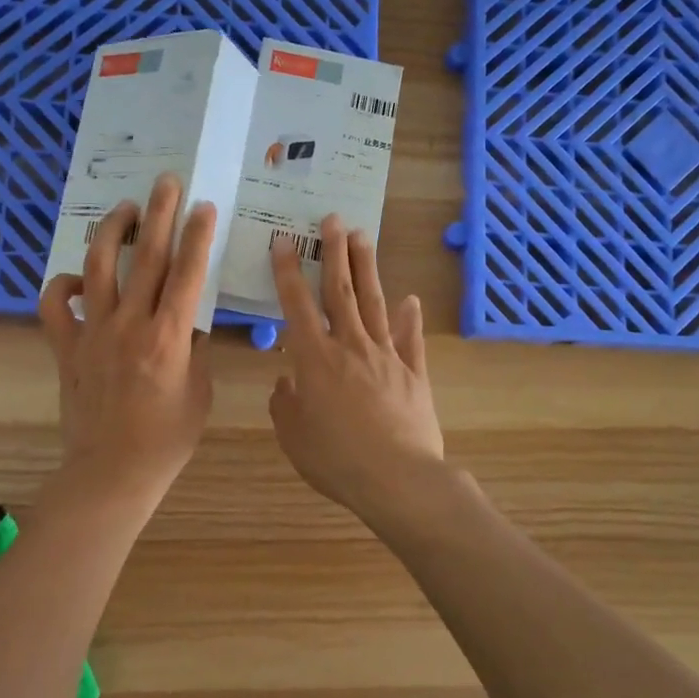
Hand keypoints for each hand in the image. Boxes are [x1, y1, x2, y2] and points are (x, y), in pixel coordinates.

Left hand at [38, 175, 214, 505]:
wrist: (112, 472)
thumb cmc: (166, 439)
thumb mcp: (199, 393)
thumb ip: (194, 350)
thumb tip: (189, 321)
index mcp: (168, 336)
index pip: (186, 273)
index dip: (196, 235)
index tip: (203, 205)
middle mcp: (129, 324)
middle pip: (145, 257)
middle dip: (159, 214)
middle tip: (166, 182)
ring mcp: (92, 333)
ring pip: (97, 268)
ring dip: (112, 233)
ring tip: (125, 210)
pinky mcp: (66, 348)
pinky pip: (54, 307)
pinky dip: (61, 286)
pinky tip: (76, 278)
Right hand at [269, 215, 444, 520]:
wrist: (397, 478)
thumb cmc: (336, 459)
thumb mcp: (294, 436)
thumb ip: (285, 404)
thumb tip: (286, 381)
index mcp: (315, 359)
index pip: (297, 305)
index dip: (288, 272)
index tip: (284, 241)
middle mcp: (351, 346)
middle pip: (342, 291)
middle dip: (335, 252)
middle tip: (333, 219)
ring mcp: (386, 356)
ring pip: (375, 304)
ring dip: (367, 269)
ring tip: (364, 237)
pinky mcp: (413, 374)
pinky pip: (410, 340)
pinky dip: (410, 318)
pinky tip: (411, 299)